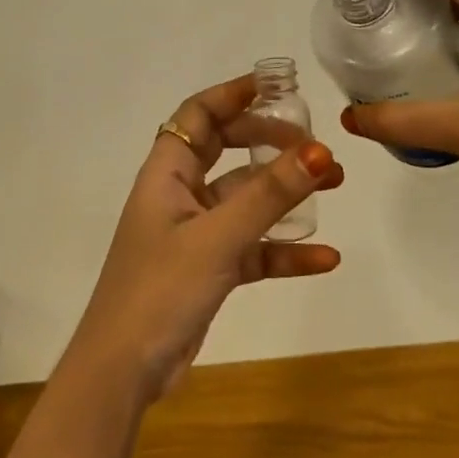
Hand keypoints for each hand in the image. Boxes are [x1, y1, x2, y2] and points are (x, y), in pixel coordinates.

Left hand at [66, 74, 343, 402]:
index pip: (198, 115)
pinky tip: (325, 258)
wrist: (123, 371)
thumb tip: (318, 150)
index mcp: (166, 173)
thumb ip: (268, 196)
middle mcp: (179, 195)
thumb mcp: (217, 238)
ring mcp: (194, 233)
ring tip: (335, 184)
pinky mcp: (207, 270)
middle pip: (227, 150)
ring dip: (285, 193)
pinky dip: (284, 250)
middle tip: (313, 142)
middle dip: (269, 141)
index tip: (277, 86)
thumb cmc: (160, 290)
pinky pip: (252, 248)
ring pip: (245, 200)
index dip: (233, 95)